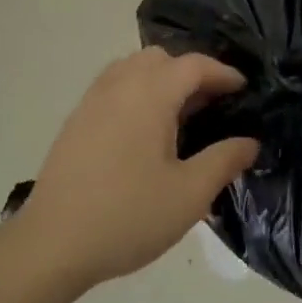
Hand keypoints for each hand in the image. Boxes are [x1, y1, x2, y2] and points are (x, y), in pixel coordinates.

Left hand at [16, 48, 258, 290]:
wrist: (52, 243)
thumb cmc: (128, 216)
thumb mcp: (189, 195)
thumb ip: (224, 161)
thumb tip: (249, 141)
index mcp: (150, 94)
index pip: (194, 65)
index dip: (223, 73)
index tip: (243, 89)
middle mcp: (120, 84)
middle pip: (162, 58)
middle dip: (191, 72)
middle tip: (212, 104)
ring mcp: (93, 99)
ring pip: (134, 67)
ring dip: (161, 79)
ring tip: (180, 114)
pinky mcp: (76, 119)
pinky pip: (114, 85)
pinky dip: (137, 91)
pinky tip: (144, 130)